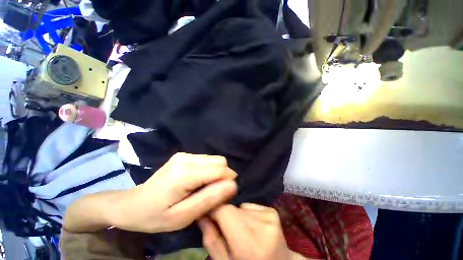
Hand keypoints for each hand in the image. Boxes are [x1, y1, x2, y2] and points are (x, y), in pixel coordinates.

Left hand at [111, 153, 237, 232]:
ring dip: (217, 173)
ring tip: (205, 188)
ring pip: (214, 159)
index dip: (228, 180)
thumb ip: (209, 199)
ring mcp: (184, 155)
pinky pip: (207, 160)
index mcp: (185, 173)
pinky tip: (199, 181)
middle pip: (219, 161)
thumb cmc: (155, 216)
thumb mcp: (183, 217)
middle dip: (223, 176)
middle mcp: (186, 158)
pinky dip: (209, 170)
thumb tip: (233, 185)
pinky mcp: (183, 155)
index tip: (225, 195)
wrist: (132, 204)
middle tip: (214, 193)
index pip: (220, 169)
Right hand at [198, 203, 290, 259]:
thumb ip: (211, 238)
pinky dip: (247, 214)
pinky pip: (250, 206)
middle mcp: (263, 227)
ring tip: (241, 232)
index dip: (213, 209)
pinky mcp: (273, 212)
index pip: (225, 211)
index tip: (206, 213)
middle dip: (224, 216)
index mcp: (250, 245)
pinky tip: (252, 228)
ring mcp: (270, 217)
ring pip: (240, 207)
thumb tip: (201, 212)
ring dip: (236, 216)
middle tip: (225, 230)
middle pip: (232, 208)